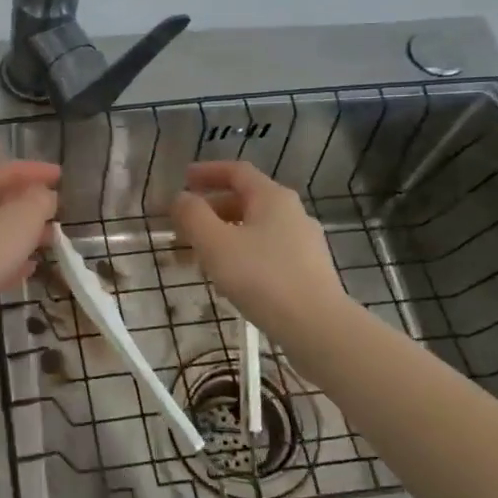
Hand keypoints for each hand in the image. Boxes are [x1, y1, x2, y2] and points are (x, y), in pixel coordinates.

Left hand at [0, 161, 61, 326]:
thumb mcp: (21, 219)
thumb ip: (39, 202)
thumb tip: (44, 195)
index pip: (7, 170)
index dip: (35, 170)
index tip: (60, 175)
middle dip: (30, 204)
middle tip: (57, 212)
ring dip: (22, 233)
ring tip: (49, 242)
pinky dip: (9, 260)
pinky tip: (27, 271)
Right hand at [169, 160, 348, 343]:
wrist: (316, 326)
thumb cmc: (261, 277)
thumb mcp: (215, 243)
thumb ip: (193, 215)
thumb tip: (181, 198)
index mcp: (272, 198)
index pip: (237, 171)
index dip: (208, 172)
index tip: (183, 179)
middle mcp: (292, 213)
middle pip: (246, 200)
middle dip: (211, 209)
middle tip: (184, 224)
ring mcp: (304, 242)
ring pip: (254, 228)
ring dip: (223, 234)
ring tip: (199, 256)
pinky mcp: (307, 269)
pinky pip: (266, 250)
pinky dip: (241, 253)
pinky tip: (228, 278)